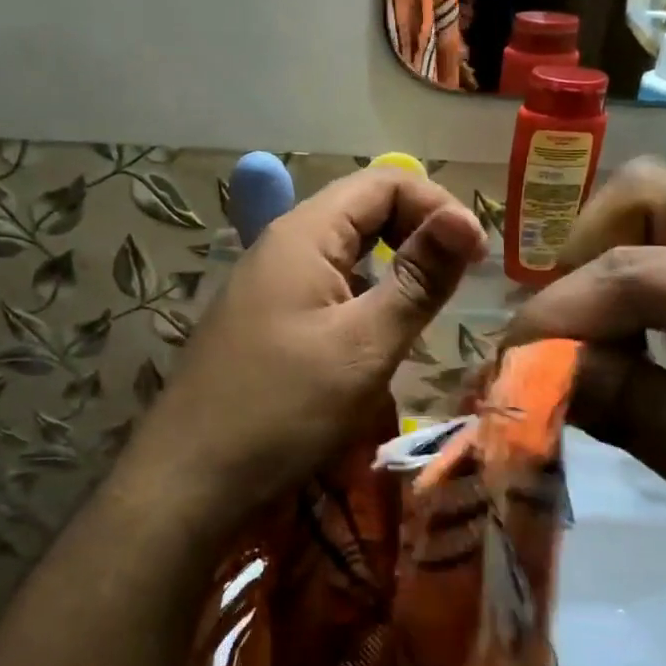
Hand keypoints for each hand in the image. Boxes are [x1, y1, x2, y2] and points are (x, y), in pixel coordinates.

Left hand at [127, 167, 485, 536]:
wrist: (188, 482)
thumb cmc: (283, 410)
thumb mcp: (364, 346)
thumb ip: (418, 280)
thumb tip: (466, 219)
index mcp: (304, 234)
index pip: (384, 182)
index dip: (437, 206)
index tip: (476, 255)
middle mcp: (282, 244)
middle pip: (363, 209)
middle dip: (418, 231)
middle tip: (460, 277)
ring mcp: (268, 283)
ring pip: (346, 250)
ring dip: (394, 265)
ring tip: (428, 305)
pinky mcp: (265, 319)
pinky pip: (326, 285)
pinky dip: (365, 294)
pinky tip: (378, 332)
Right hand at [505, 160, 665, 665]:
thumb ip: (630, 406)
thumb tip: (530, 368)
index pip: (640, 270)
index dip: (559, 311)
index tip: (505, 368)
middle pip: (650, 197)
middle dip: (583, 257)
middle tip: (563, 338)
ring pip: (654, 219)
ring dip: (601, 272)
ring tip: (584, 348)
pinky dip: (624, 296)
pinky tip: (620, 354)